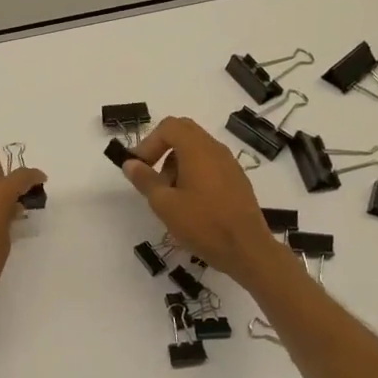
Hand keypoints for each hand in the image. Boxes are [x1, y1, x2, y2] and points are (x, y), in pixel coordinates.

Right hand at [118, 117, 281, 287]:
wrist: (247, 250)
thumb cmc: (203, 224)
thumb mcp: (164, 204)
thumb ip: (145, 180)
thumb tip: (130, 163)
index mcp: (197, 149)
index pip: (169, 127)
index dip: (148, 142)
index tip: (139, 167)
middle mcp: (215, 149)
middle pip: (184, 132)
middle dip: (162, 149)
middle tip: (151, 173)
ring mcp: (229, 164)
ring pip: (197, 149)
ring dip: (177, 162)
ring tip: (169, 193)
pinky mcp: (237, 180)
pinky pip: (210, 163)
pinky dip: (193, 172)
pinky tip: (189, 201)